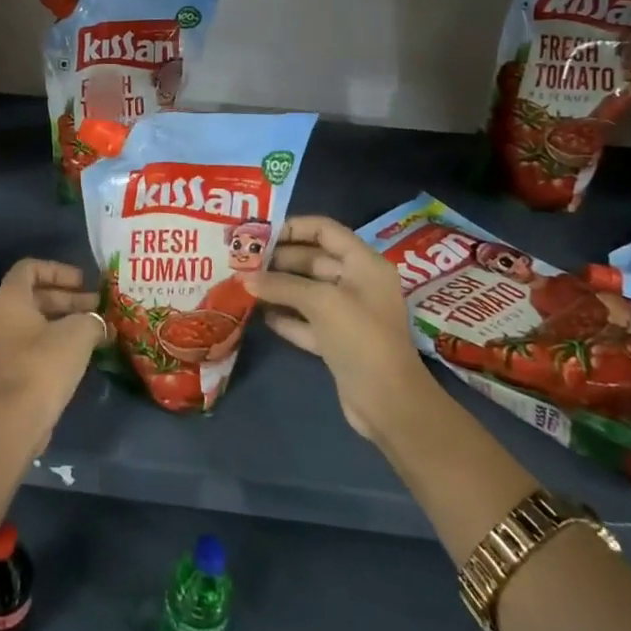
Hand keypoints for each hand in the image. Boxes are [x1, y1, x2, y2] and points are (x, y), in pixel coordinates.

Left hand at [0, 259, 106, 446]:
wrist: (15, 419)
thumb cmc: (44, 364)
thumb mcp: (78, 333)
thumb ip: (92, 319)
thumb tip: (100, 324)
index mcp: (9, 298)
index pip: (30, 268)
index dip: (59, 270)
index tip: (84, 282)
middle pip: (35, 295)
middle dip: (69, 297)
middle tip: (98, 306)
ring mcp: (0, 344)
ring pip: (35, 320)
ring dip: (65, 320)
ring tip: (96, 328)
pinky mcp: (7, 368)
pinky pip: (32, 342)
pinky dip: (56, 340)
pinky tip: (82, 351)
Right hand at [243, 215, 432, 440]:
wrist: (388, 403)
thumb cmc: (361, 339)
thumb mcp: (321, 302)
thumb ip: (281, 285)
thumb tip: (244, 278)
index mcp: (364, 264)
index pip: (325, 230)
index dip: (293, 227)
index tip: (258, 233)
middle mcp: (357, 283)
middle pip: (312, 259)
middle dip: (278, 259)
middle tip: (241, 260)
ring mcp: (347, 314)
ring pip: (306, 291)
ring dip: (277, 287)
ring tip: (242, 283)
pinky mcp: (336, 341)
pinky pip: (305, 320)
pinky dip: (284, 316)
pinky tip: (258, 314)